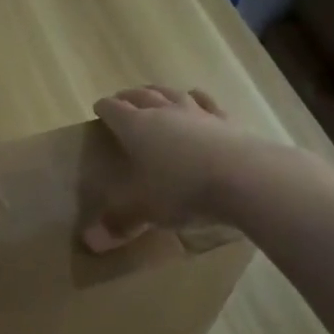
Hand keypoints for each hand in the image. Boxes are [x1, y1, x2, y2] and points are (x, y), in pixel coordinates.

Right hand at [83, 86, 256, 251]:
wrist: (244, 178)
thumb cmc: (182, 191)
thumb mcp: (145, 210)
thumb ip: (119, 222)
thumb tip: (90, 242)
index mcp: (136, 128)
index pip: (114, 110)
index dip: (104, 108)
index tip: (98, 108)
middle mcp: (164, 113)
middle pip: (142, 96)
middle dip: (129, 97)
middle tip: (122, 99)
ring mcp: (197, 113)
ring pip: (172, 94)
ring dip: (159, 91)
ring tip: (153, 93)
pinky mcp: (225, 120)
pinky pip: (206, 102)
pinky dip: (196, 98)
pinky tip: (196, 97)